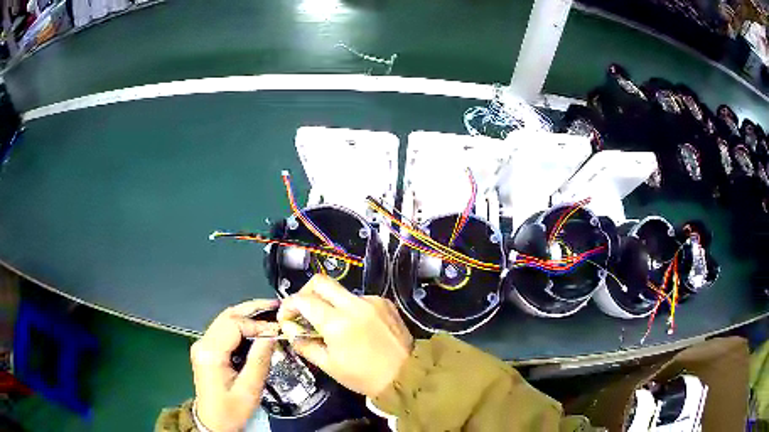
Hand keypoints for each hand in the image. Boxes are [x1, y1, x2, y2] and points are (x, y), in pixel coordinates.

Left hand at [190, 299, 279, 431]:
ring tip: (268, 313)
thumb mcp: (249, 390)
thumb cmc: (231, 410)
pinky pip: (224, 330)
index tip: (277, 329)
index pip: (233, 325)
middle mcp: (202, 344)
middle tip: (275, 306)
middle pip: (227, 316)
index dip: (257, 324)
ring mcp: (202, 345)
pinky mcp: (206, 350)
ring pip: (224, 320)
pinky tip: (255, 327)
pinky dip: (240, 325)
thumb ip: (259, 360)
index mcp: (210, 353)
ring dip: (246, 315)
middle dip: (252, 309)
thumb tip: (271, 334)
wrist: (212, 423)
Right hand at [277, 275, 412, 397]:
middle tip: (303, 311)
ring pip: (340, 291)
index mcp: (337, 322)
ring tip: (330, 324)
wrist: (406, 375)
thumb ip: (304, 343)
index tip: (286, 317)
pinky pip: (359, 298)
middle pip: (321, 282)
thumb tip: (289, 328)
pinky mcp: (385, 302)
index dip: (288, 306)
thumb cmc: (363, 376)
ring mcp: (372, 300)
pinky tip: (354, 326)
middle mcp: (354, 304)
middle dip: (305, 292)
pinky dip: (349, 308)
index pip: (303, 300)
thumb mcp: (329, 365)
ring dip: (329, 303)